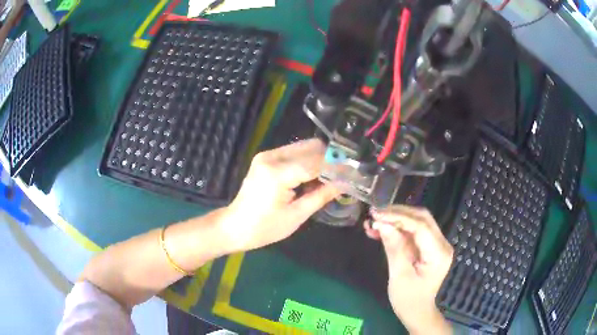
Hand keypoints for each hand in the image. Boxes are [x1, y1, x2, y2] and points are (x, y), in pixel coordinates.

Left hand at [220, 139, 339, 252]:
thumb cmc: (264, 228)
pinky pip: (293, 153)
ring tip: (327, 179)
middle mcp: (272, 157)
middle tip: (341, 177)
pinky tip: (312, 178)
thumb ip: (321, 196)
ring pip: (303, 147)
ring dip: (319, 160)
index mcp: (277, 173)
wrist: (235, 226)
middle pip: (311, 147)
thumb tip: (344, 183)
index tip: (353, 173)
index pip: (316, 163)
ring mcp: (267, 155)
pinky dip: (307, 161)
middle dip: (329, 160)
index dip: (336, 167)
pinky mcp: (266, 158)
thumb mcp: (296, 216)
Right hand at [365, 205, 453, 334]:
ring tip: (373, 222)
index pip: (420, 226)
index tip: (376, 215)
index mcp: (438, 253)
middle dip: (397, 213)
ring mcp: (437, 244)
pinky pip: (414, 231)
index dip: (398, 217)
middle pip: (421, 218)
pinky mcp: (429, 246)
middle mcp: (442, 244)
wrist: (417, 311)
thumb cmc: (408, 300)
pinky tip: (381, 230)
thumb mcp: (399, 276)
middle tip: (374, 214)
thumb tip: (382, 224)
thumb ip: (394, 248)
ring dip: (395, 219)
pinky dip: (397, 228)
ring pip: (417, 221)